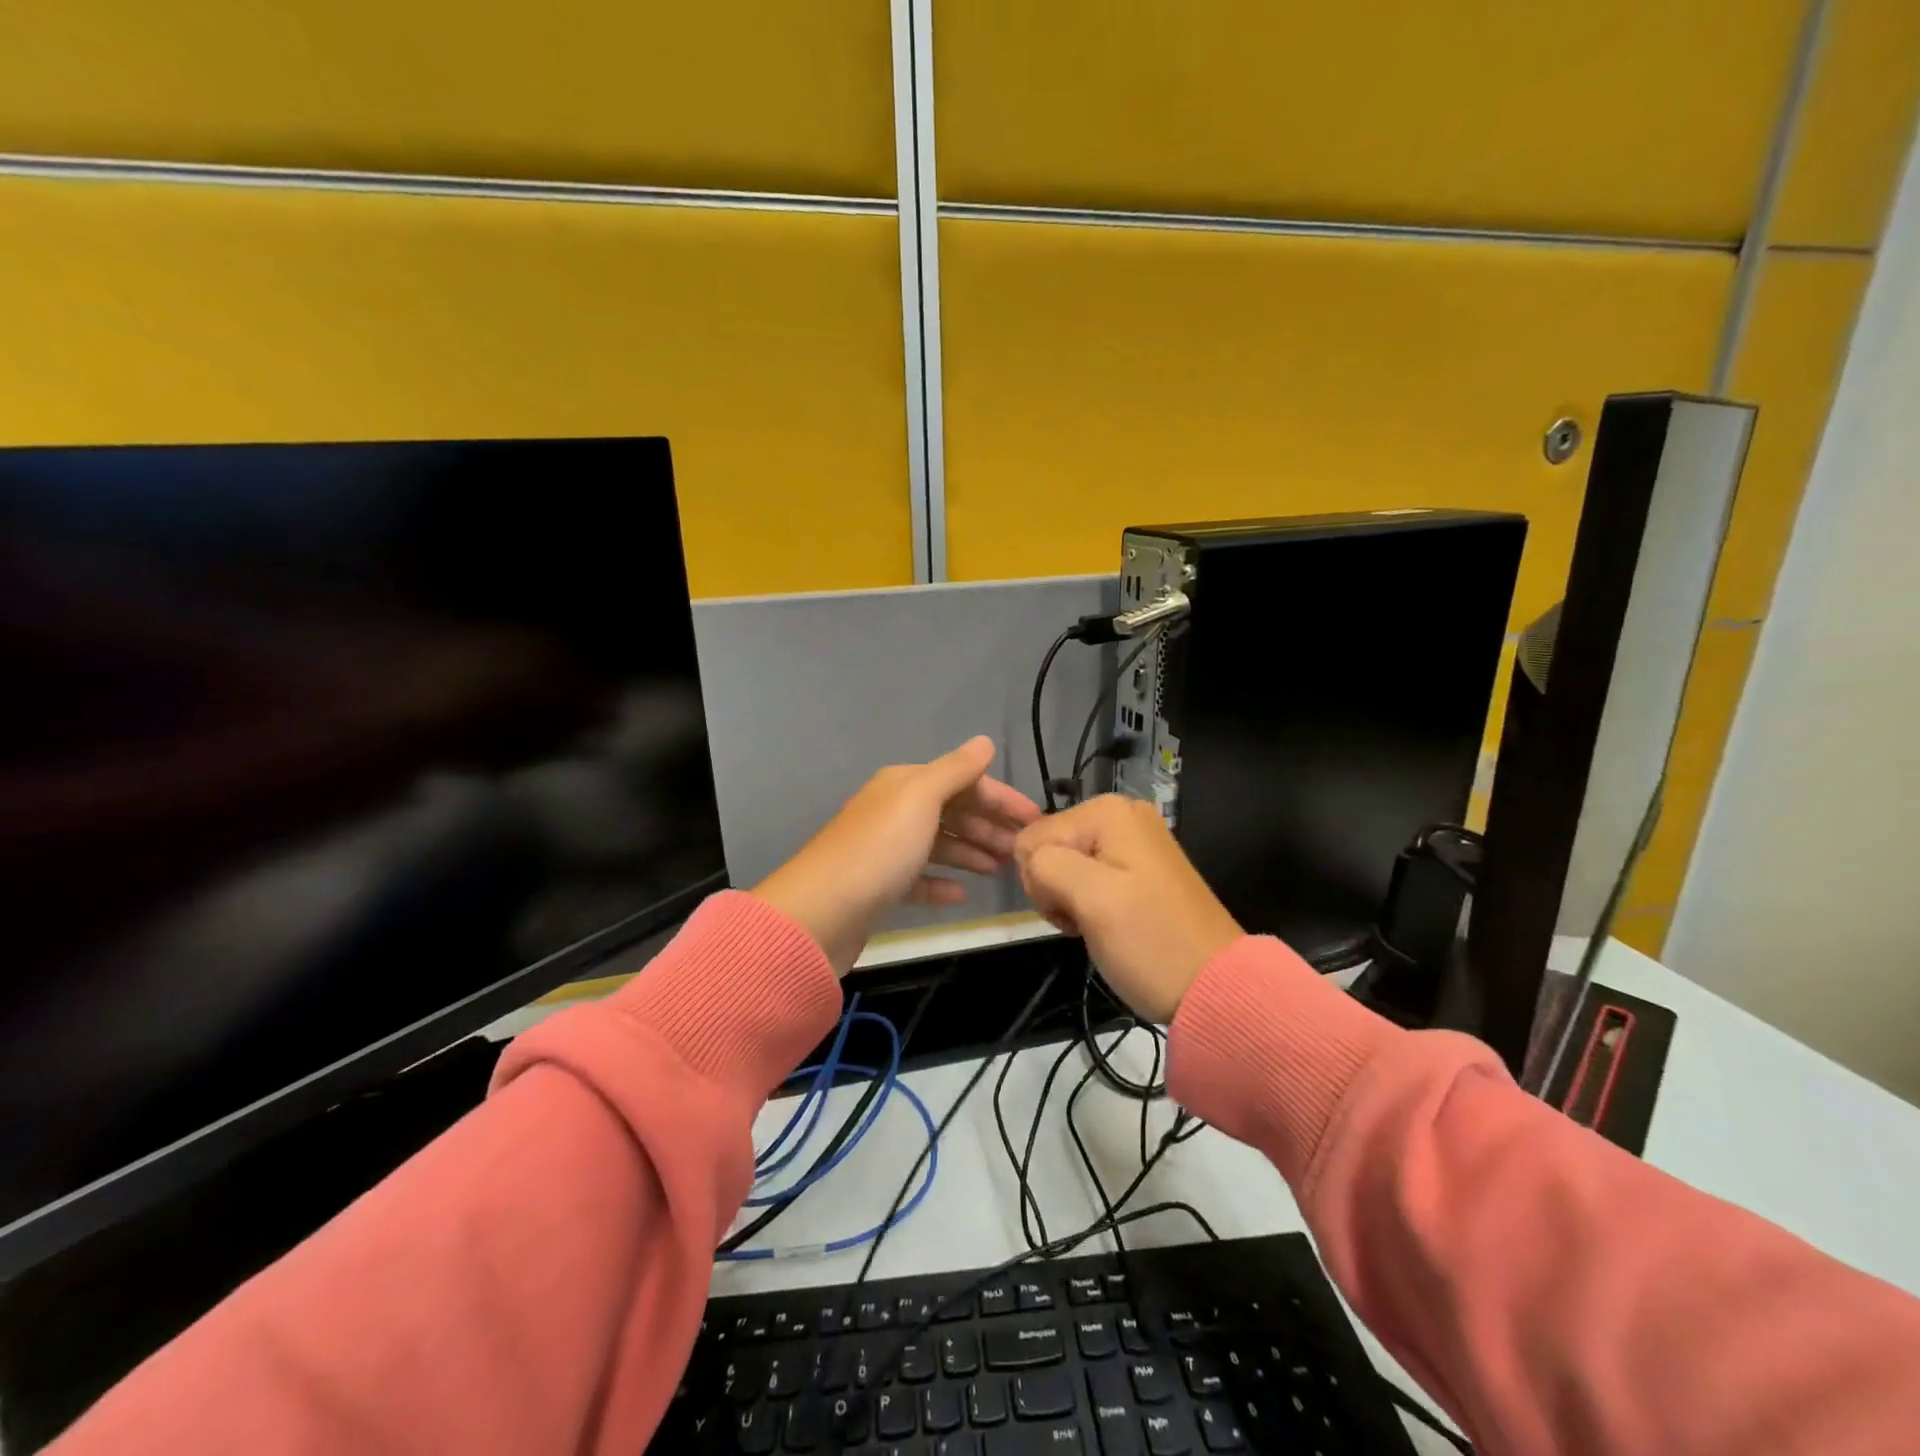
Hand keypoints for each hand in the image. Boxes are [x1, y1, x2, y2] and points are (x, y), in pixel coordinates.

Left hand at [753, 737, 1040, 975]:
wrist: (820, 913)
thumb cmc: (878, 849)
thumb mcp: (920, 799)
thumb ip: (955, 770)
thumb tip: (984, 742)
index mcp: (903, 784)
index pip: (962, 781)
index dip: (1000, 798)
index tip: (1035, 820)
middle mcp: (893, 810)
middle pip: (951, 811)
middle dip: (988, 826)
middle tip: (1021, 850)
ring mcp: (884, 850)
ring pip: (937, 844)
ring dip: (970, 852)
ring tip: (1001, 869)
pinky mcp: (878, 887)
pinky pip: (918, 879)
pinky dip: (941, 883)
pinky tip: (962, 894)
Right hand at [1014, 794, 1242, 1022]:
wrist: (1217, 988)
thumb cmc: (1150, 942)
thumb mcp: (1091, 899)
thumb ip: (1046, 864)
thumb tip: (1032, 858)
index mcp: (1107, 811)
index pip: (1032, 838)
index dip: (1040, 880)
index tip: (1071, 912)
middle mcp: (1121, 814)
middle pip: (1049, 847)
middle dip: (1055, 888)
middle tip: (1087, 921)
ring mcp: (1134, 841)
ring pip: (1066, 865)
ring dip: (1070, 899)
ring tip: (1099, 925)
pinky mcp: (1141, 868)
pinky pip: (1090, 877)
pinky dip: (1089, 903)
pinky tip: (1109, 923)